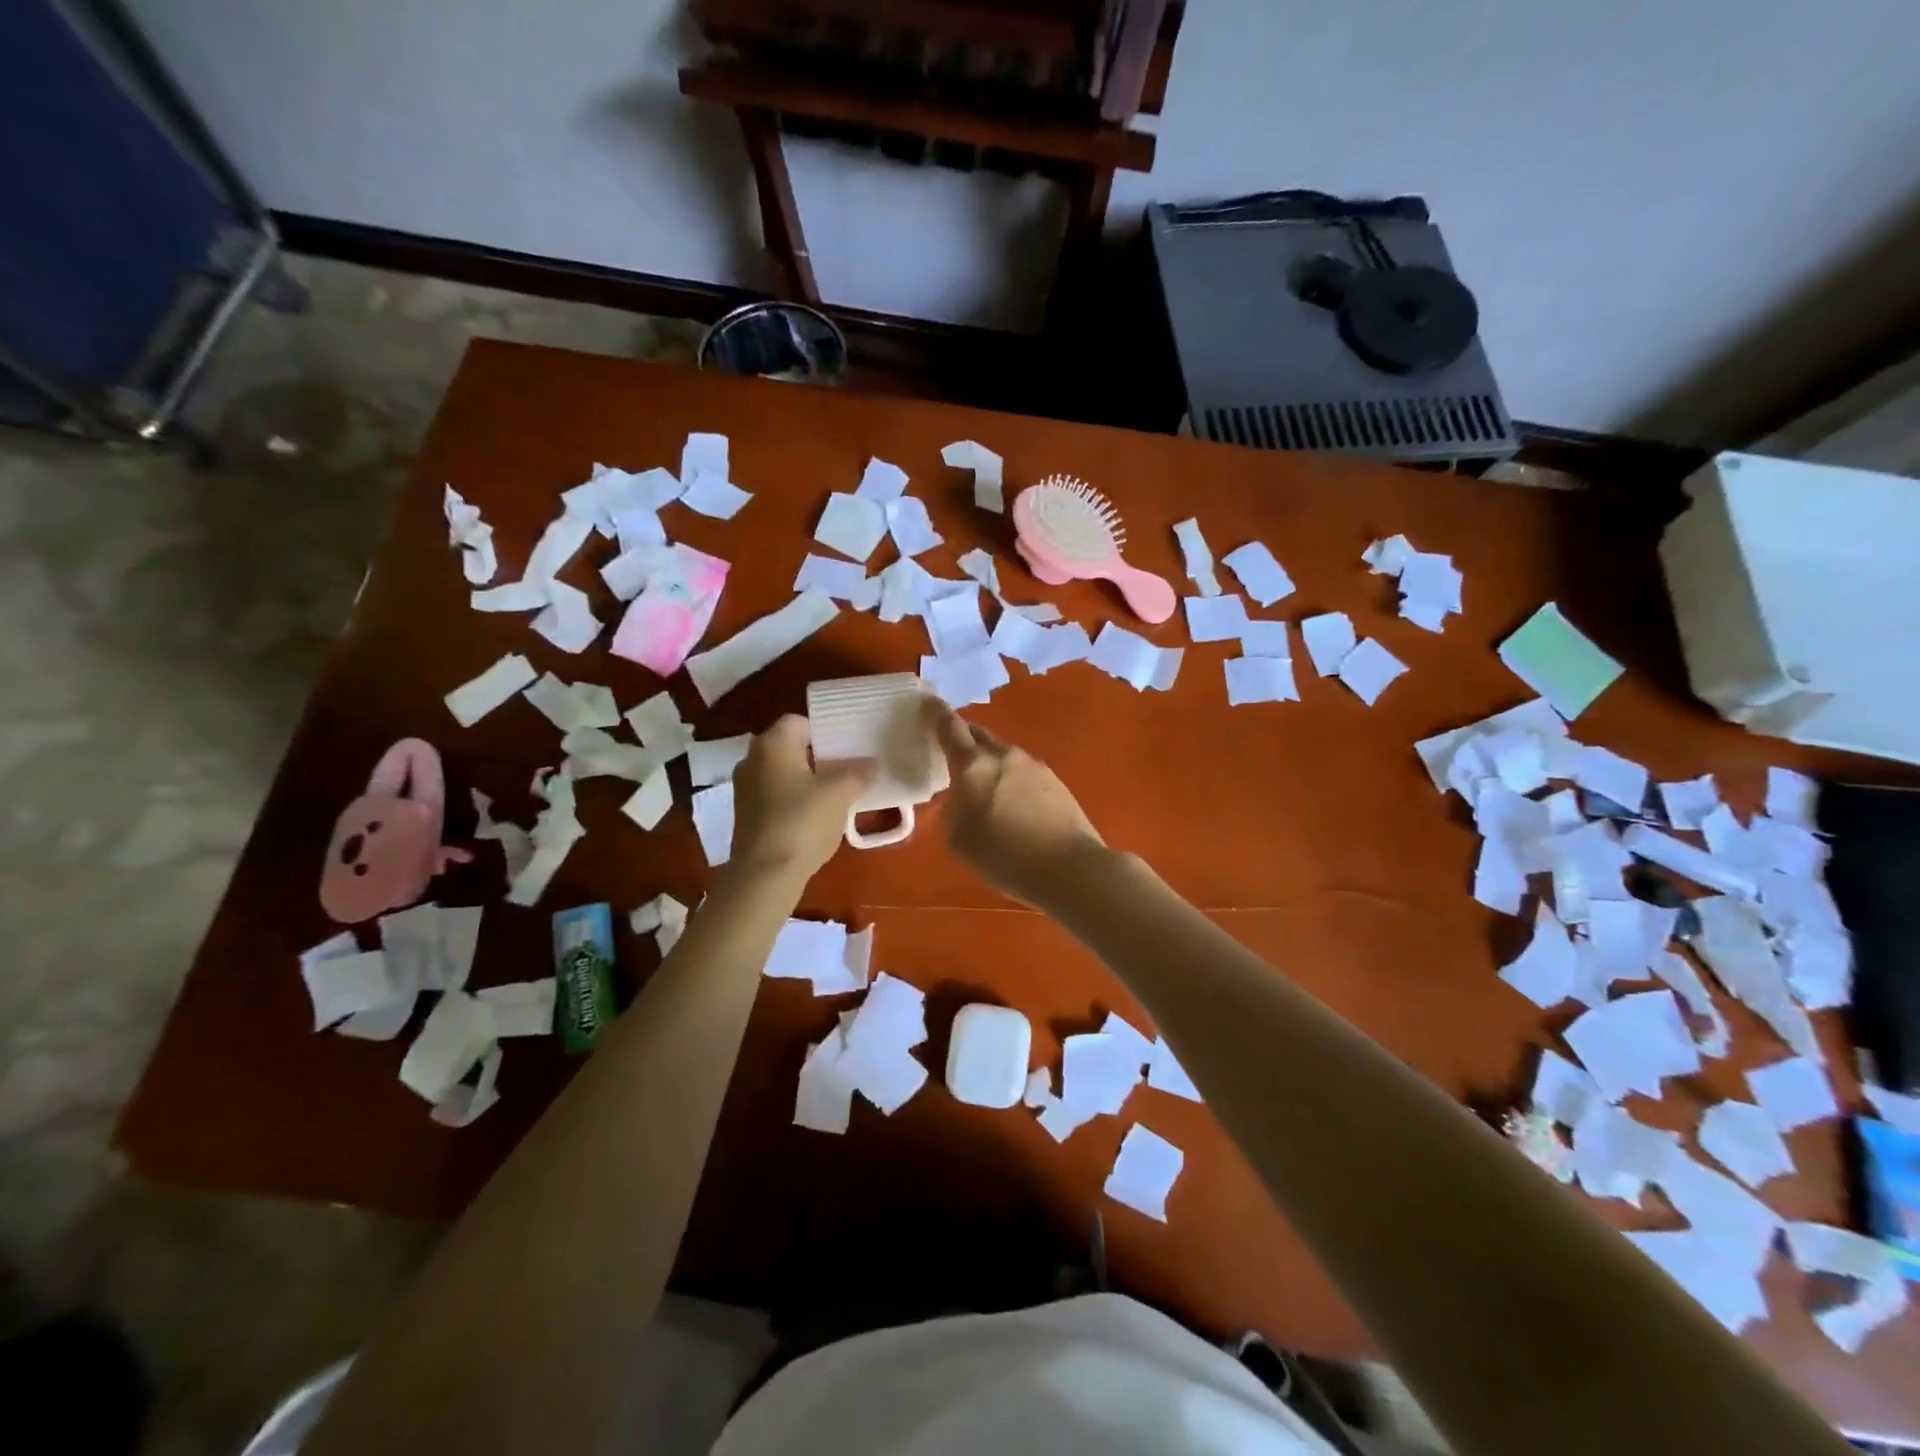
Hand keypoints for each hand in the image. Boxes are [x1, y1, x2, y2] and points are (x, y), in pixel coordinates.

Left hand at [730, 716, 873, 882]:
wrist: (765, 875)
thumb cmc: (802, 822)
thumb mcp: (840, 794)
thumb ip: (858, 773)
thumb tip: (872, 764)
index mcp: (772, 744)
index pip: (799, 721)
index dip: (824, 731)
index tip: (847, 747)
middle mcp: (752, 759)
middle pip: (790, 747)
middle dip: (818, 756)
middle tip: (847, 767)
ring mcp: (744, 788)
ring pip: (782, 772)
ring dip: (806, 779)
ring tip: (836, 793)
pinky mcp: (745, 815)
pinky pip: (775, 795)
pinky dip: (794, 799)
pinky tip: (816, 816)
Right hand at [923, 699, 1104, 907]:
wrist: (1070, 868)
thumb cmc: (1006, 858)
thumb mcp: (960, 841)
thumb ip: (952, 812)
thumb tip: (961, 799)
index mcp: (973, 766)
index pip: (950, 728)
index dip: (936, 714)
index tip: (928, 703)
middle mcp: (1004, 755)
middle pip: (978, 735)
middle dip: (962, 738)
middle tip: (950, 751)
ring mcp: (1033, 765)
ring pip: (1001, 754)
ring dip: (988, 763)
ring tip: (983, 788)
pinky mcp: (1054, 780)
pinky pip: (1021, 771)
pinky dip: (1010, 779)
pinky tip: (1012, 804)